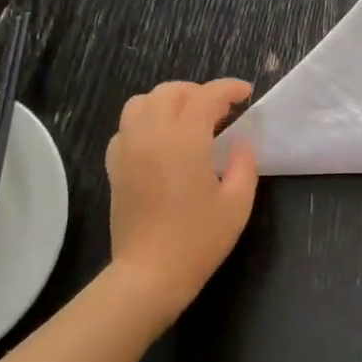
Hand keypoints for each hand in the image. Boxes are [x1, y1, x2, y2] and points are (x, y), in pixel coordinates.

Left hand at [105, 80, 258, 318]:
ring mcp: (128, 148)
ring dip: (168, 102)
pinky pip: (126, 127)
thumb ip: (244, 163)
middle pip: (171, 92)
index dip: (229, 89)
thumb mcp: (237, 203)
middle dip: (198, 92)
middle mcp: (151, 134)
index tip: (246, 94)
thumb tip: (241, 142)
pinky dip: (146, 122)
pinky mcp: (115, 166)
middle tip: (220, 111)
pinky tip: (162, 142)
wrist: (150, 273)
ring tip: (188, 120)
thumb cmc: (199, 239)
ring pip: (142, 102)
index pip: (206, 96)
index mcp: (185, 139)